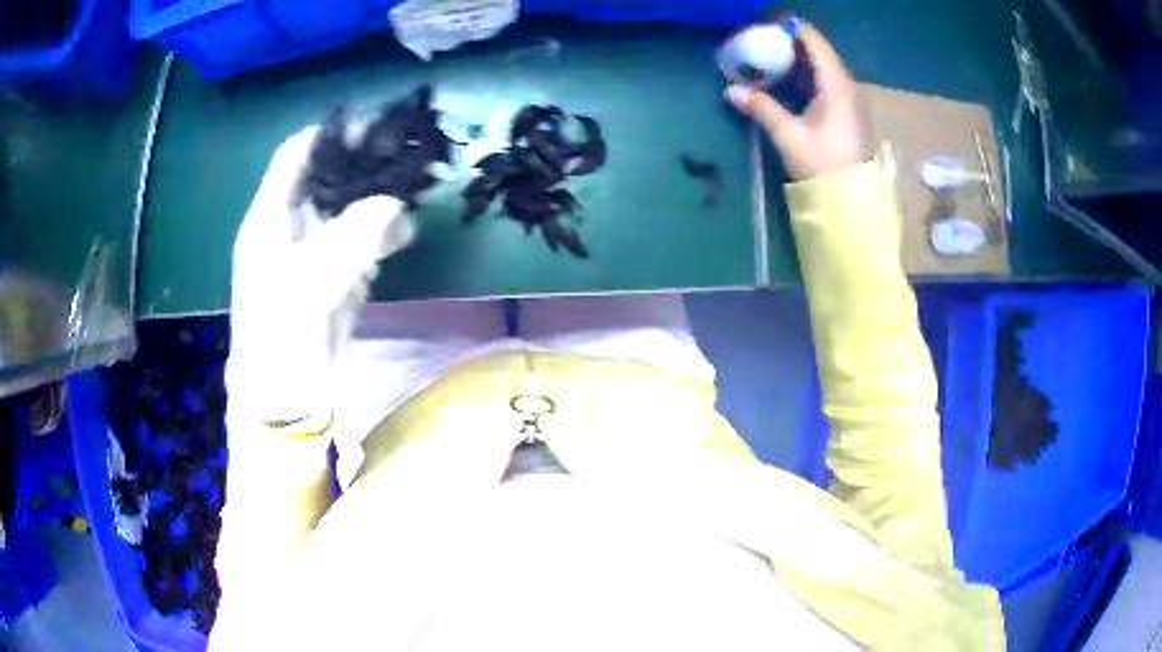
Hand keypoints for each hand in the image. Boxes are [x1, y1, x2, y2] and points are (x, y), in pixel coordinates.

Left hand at [226, 127, 415, 429]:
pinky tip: (403, 230)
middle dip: (363, 161)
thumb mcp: (311, 285)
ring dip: (377, 194)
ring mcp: (312, 250)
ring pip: (346, 205)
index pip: (295, 156)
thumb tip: (397, 206)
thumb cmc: (282, 337)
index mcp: (270, 218)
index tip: (372, 125)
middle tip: (406, 150)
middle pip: (327, 175)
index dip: (329, 134)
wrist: (285, 396)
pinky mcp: (332, 274)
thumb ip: (353, 241)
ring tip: (414, 180)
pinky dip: (382, 231)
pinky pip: (359, 238)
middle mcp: (290, 225)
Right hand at [726, 23, 871, 180]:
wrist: (854, 203)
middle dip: (789, 43)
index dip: (790, 29)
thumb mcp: (789, 136)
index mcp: (836, 85)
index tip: (764, 27)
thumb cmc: (825, 167)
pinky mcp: (848, 113)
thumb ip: (762, 108)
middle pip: (818, 52)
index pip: (814, 42)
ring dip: (797, 60)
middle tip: (760, 42)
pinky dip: (805, 76)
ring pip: (822, 68)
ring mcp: (850, 100)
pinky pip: (826, 82)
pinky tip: (787, 81)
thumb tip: (730, 90)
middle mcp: (847, 86)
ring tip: (768, 58)